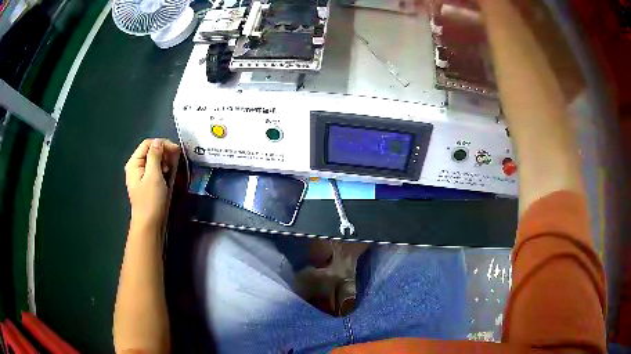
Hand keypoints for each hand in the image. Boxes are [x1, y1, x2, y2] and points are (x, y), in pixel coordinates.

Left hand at [125, 139, 180, 226]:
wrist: (150, 224)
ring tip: (172, 170)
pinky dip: (163, 170)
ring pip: (155, 160)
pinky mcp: (147, 183)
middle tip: (176, 161)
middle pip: (151, 150)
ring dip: (165, 162)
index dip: (162, 144)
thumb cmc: (150, 200)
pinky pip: (156, 170)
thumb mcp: (153, 175)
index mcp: (134, 163)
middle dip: (164, 153)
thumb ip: (155, 155)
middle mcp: (136, 166)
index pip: (148, 143)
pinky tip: (169, 176)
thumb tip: (159, 141)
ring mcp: (141, 175)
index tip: (176, 151)